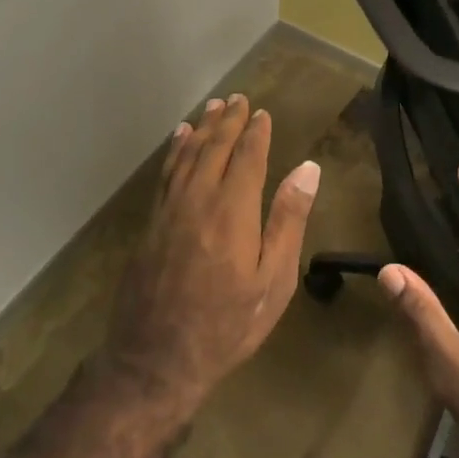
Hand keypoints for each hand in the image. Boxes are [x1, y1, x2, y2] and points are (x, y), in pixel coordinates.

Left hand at [104, 94, 321, 424]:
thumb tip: (307, 169)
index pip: (247, 157)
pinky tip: (179, 140)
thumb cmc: (227, 324)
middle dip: (227, 121)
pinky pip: (166, 174)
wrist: (156, 358)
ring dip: (201, 128)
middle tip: (237, 98)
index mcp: (233, 210)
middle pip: (214, 148)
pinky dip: (174, 151)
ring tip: (212, 107)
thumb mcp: (273, 280)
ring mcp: (169, 210)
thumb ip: (288, 220)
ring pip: (186, 156)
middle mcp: (198, 199)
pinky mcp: (151, 224)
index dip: (256, 132)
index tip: (262, 113)